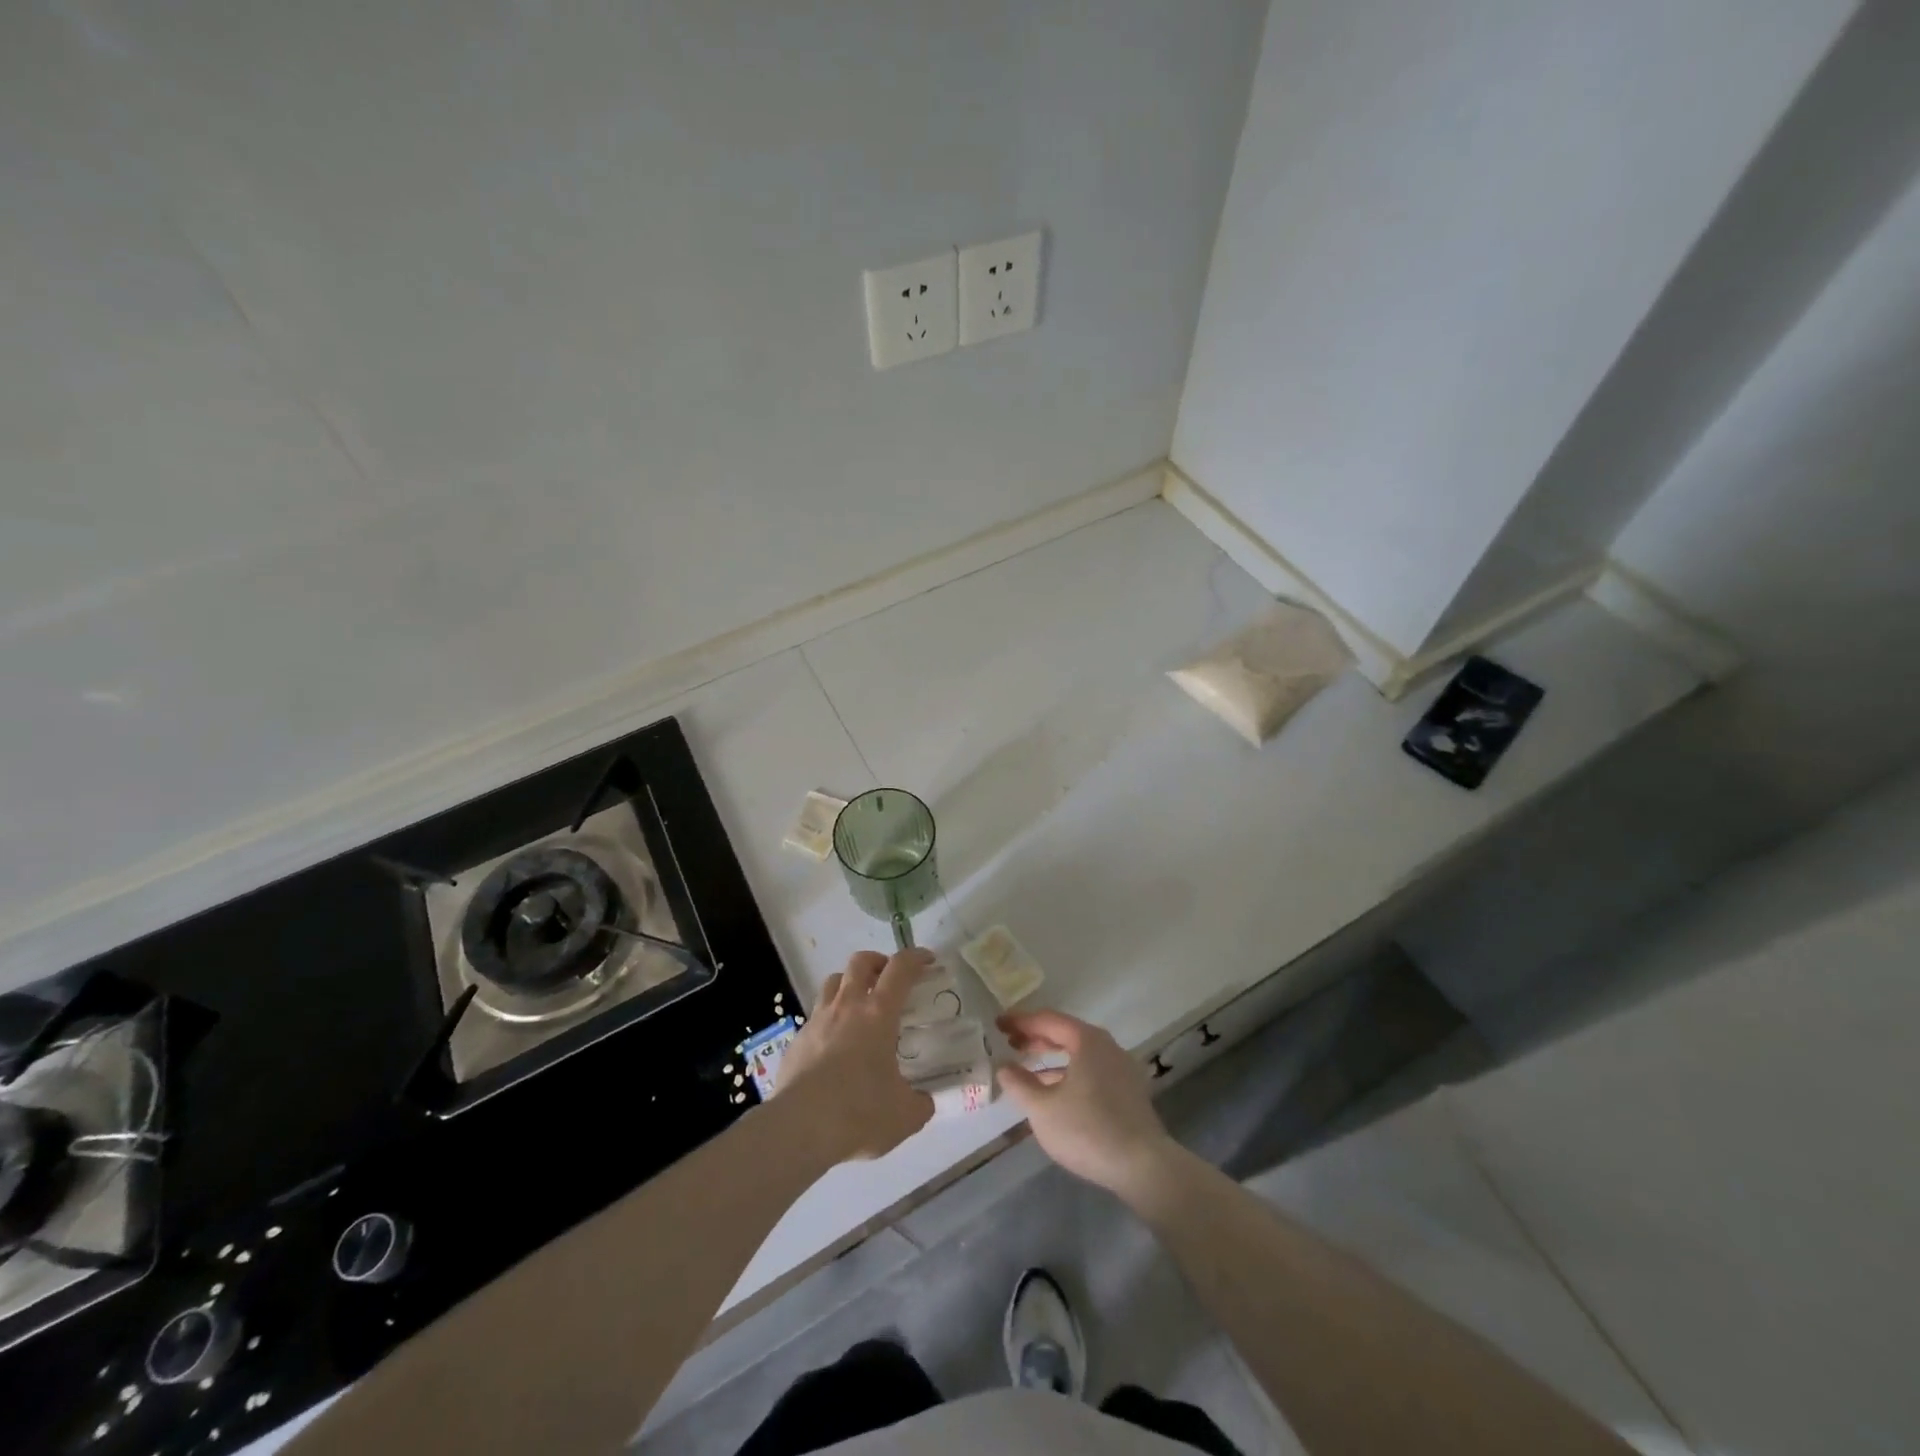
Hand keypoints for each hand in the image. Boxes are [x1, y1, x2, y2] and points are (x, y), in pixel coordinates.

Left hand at [776, 949, 934, 1161]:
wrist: (799, 1128)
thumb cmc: (859, 1112)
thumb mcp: (904, 1115)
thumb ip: (919, 1103)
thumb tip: (924, 1102)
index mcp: (878, 1014)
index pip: (900, 968)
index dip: (915, 957)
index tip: (927, 960)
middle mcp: (847, 1007)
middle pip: (860, 962)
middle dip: (877, 962)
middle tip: (888, 979)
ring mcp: (817, 1020)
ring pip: (832, 982)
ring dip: (849, 984)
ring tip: (858, 1006)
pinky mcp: (796, 1040)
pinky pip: (815, 1017)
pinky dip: (828, 1020)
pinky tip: (833, 1046)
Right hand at [996, 1010, 1178, 1204]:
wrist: (1143, 1166)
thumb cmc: (1088, 1130)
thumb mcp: (1042, 1109)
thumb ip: (1019, 1084)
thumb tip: (1003, 1066)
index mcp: (1087, 1040)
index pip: (1048, 1019)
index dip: (1020, 1020)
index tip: (998, 1023)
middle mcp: (1107, 1046)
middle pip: (1065, 1033)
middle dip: (1035, 1037)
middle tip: (1009, 1042)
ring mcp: (1120, 1068)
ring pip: (1078, 1053)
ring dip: (1051, 1056)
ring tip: (1026, 1066)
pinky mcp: (1127, 1091)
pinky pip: (1090, 1070)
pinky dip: (1067, 1072)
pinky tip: (1053, 1090)